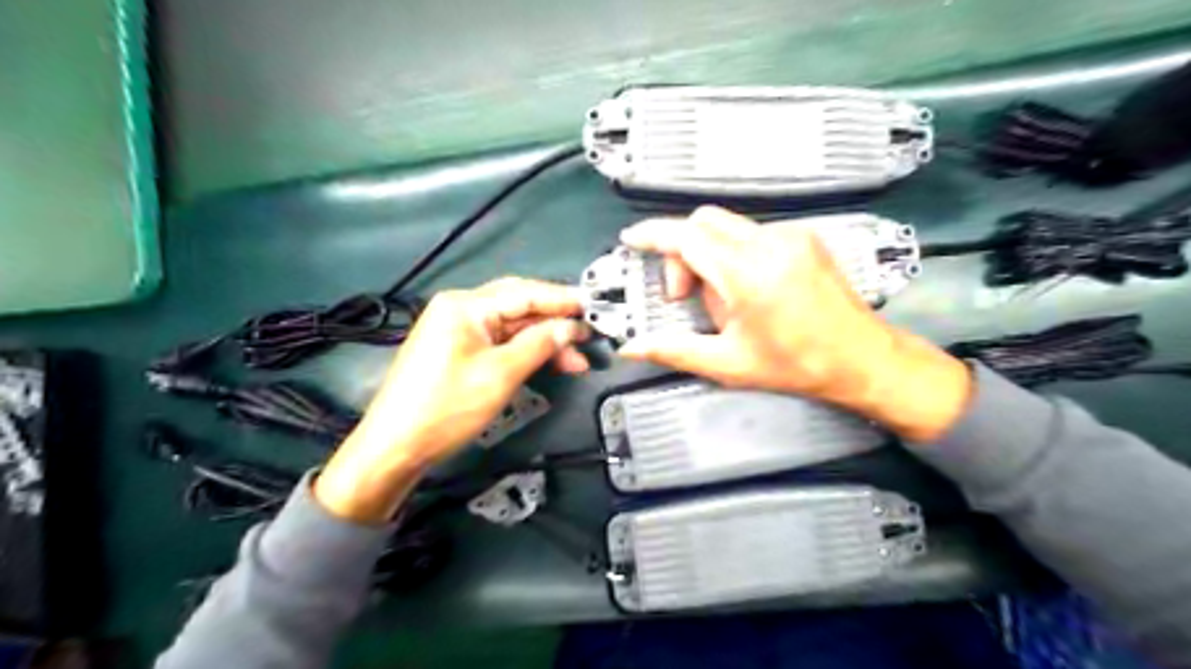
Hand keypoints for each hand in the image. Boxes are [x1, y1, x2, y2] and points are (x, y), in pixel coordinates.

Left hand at [314, 277, 588, 522]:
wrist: (395, 447)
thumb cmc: (447, 407)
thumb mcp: (500, 374)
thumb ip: (539, 345)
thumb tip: (571, 327)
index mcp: (465, 305)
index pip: (524, 292)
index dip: (562, 299)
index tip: (595, 306)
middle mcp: (461, 309)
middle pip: (519, 307)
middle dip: (556, 322)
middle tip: (590, 334)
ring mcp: (459, 330)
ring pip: (513, 327)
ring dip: (544, 341)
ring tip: (577, 360)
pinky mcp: (460, 350)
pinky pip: (501, 343)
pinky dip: (526, 352)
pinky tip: (550, 363)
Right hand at [618, 206, 969, 440]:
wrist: (861, 358)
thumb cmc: (796, 365)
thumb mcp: (727, 364)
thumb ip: (674, 351)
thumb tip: (632, 349)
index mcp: (748, 275)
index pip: (687, 237)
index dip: (653, 235)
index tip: (632, 239)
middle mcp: (770, 244)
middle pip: (704, 222)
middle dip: (681, 251)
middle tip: (684, 294)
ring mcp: (791, 236)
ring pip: (727, 226)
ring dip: (707, 253)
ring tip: (720, 298)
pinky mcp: (804, 237)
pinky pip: (752, 232)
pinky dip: (733, 252)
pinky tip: (745, 287)